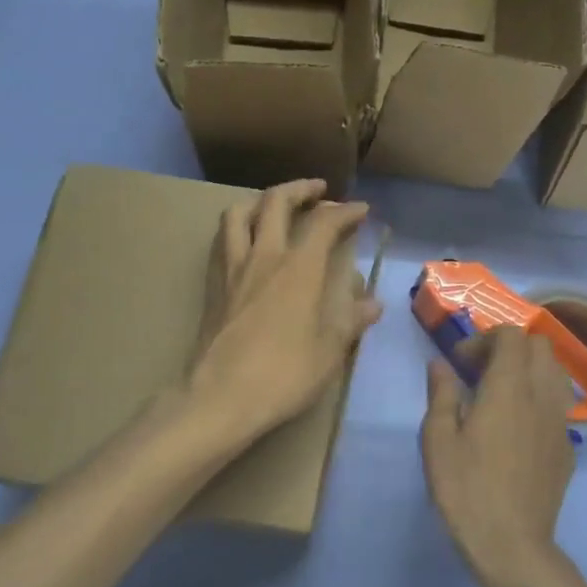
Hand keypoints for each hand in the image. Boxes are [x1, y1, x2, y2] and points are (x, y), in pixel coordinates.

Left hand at [184, 179, 382, 458]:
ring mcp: (233, 268)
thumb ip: (350, 322)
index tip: (361, 210)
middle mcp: (265, 257)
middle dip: (300, 189)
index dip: (345, 211)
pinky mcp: (214, 285)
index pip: (324, 224)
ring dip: (261, 201)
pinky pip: (223, 240)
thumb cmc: (283, 375)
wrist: (220, 397)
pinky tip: (247, 242)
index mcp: (299, 269)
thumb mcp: (329, 352)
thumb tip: (373, 304)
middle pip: (276, 202)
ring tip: (276, 206)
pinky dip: (239, 227)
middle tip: (318, 191)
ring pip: (239, 213)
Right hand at [421, 326, 575, 586]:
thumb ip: (442, 394)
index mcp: (509, 387)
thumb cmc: (467, 490)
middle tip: (481, 371)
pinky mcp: (568, 449)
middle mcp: (541, 395)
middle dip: (510, 347)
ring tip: (502, 393)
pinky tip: (518, 428)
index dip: (484, 338)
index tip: (460, 362)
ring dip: (530, 369)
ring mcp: (560, 423)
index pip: (511, 335)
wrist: (513, 547)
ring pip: (556, 372)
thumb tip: (441, 365)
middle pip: (540, 345)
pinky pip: (559, 406)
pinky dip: (539, 399)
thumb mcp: (438, 440)